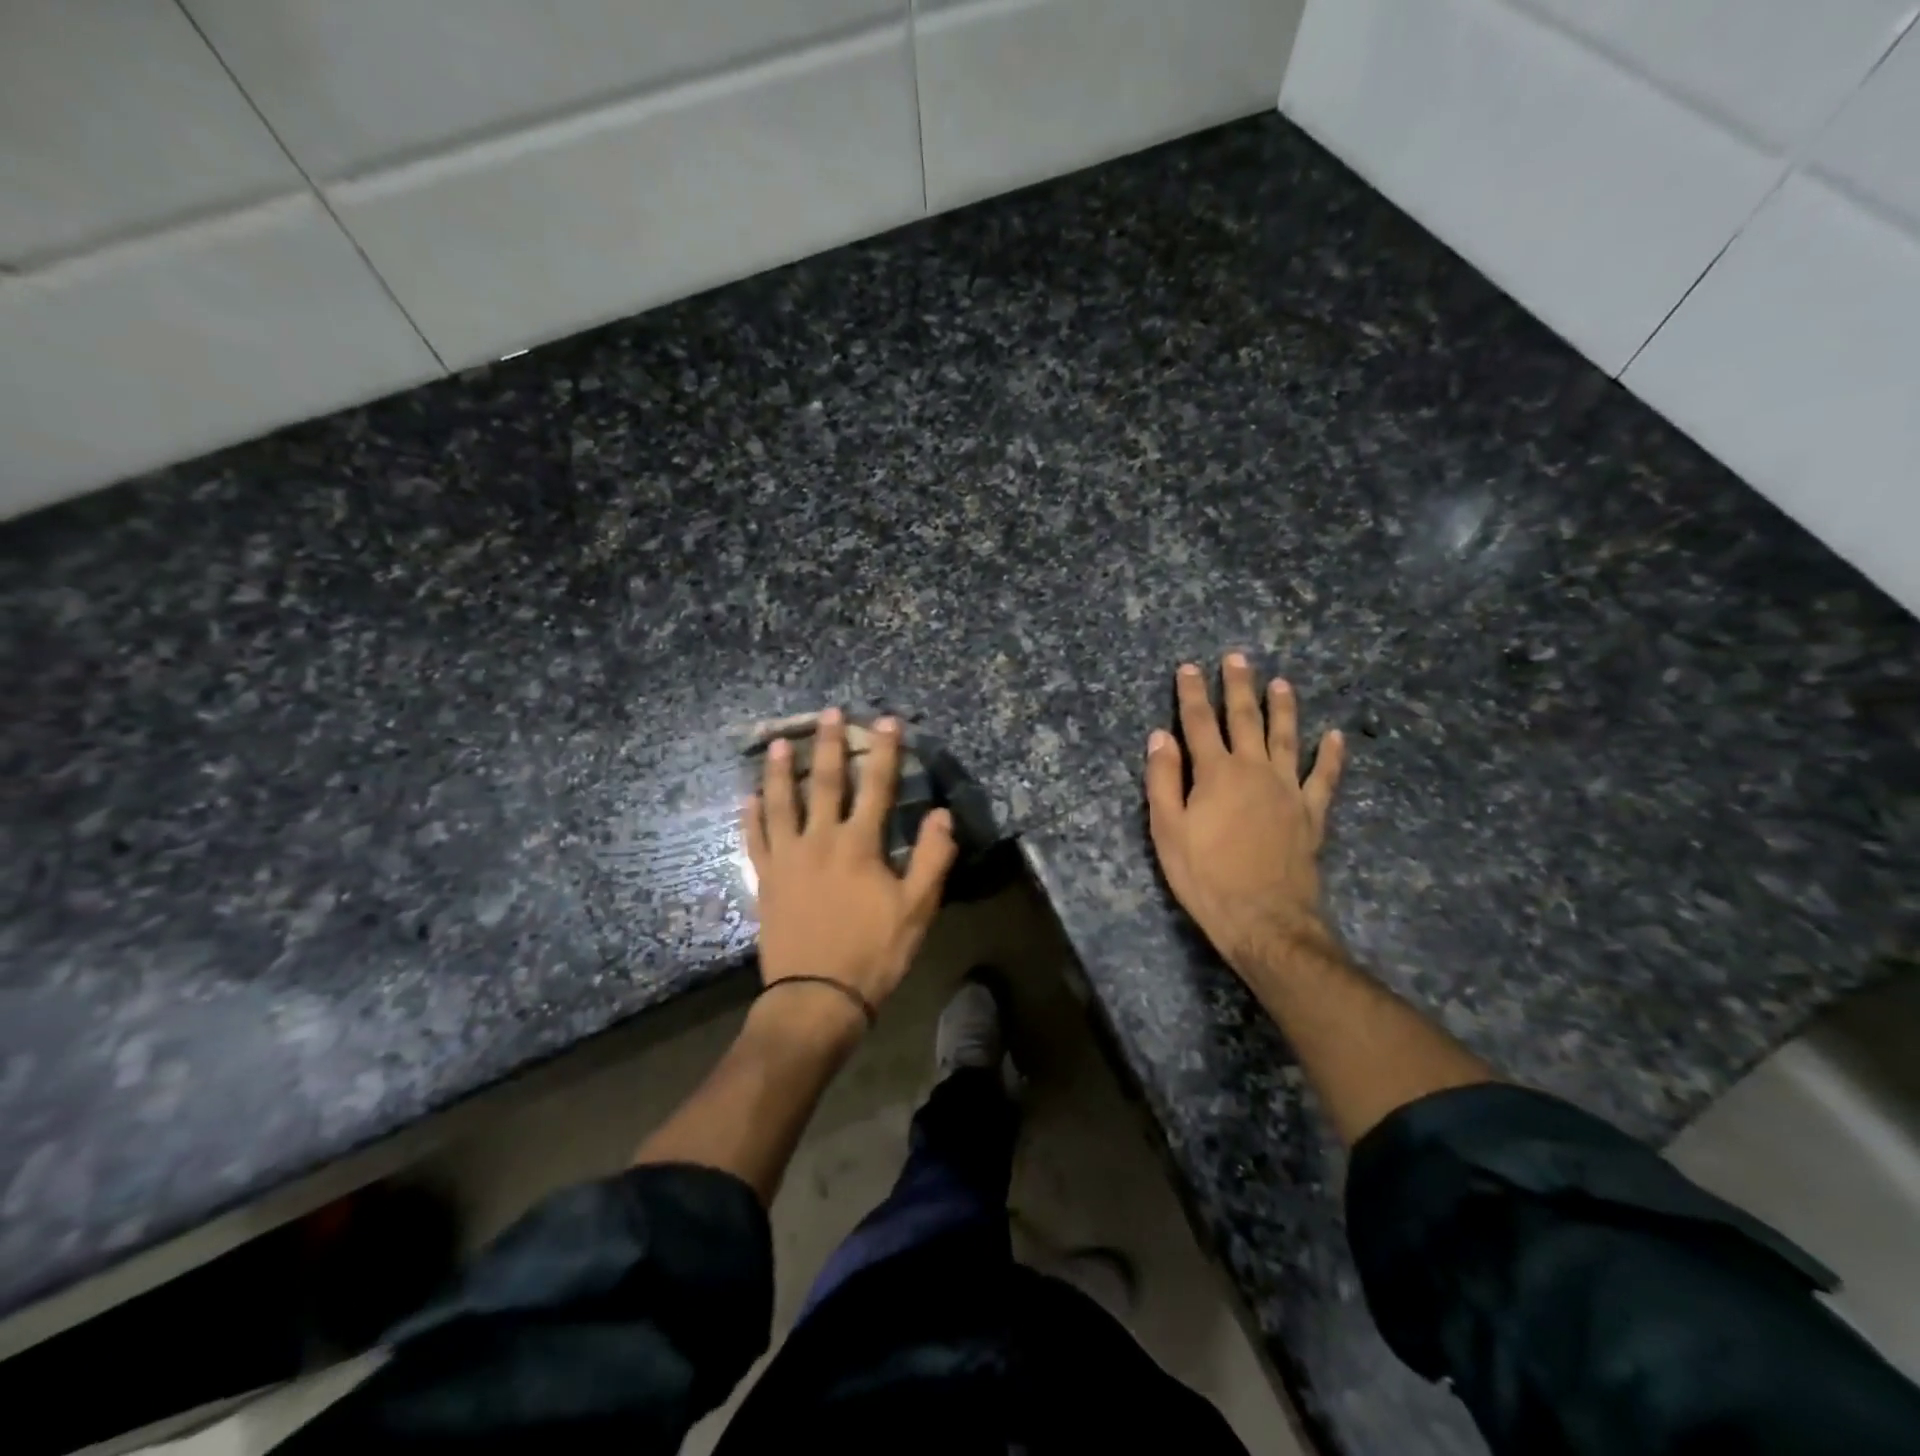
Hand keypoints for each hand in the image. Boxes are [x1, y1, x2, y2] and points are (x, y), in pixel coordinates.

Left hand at [744, 709, 957, 1022]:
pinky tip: (748, 798)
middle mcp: (820, 840)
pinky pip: (755, 840)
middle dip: (829, 745)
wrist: (817, 996)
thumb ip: (932, 858)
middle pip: (825, 783)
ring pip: (781, 804)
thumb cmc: (873, 952)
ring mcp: (787, 858)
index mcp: (859, 845)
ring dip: (781, 771)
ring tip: (779, 743)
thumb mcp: (917, 909)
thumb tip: (942, 814)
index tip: (886, 720)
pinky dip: (751, 818)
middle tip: (827, 712)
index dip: (884, 751)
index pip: (877, 787)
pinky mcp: (766, 880)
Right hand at [1144, 655, 1345, 977]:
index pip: (1200, 723)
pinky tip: (1335, 737)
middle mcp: (1255, 770)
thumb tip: (1160, 736)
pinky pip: (1325, 778)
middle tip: (1237, 658)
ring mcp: (1288, 790)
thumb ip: (1163, 779)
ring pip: (1287, 738)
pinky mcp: (1311, 813)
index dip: (1192, 693)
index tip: (1188, 667)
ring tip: (1281, 683)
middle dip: (1239, 686)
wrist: (1264, 919)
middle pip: (1245, 719)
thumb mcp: (1167, 830)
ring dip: (1283, 708)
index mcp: (1216, 773)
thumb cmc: (1205, 876)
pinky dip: (1331, 756)